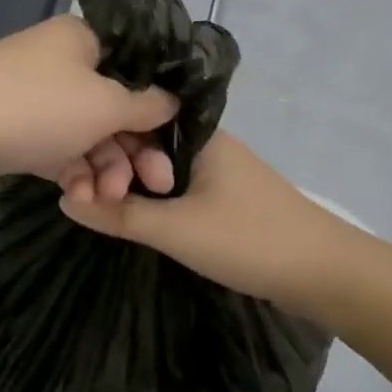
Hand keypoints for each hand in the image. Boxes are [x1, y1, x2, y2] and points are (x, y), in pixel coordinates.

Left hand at [0, 15, 178, 199]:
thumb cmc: (36, 106)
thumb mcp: (105, 104)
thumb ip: (146, 104)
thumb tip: (172, 100)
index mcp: (84, 40)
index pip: (136, 70)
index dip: (159, 108)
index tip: (174, 144)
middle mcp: (61, 63)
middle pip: (114, 107)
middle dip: (134, 150)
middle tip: (155, 185)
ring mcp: (35, 98)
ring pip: (87, 134)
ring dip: (105, 169)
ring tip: (108, 198)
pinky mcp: (15, 131)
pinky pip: (58, 151)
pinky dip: (74, 173)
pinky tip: (82, 199)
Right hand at [58, 131, 358, 315]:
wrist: (324, 273)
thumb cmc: (249, 239)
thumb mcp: (176, 229)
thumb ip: (120, 214)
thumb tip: (66, 199)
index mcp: (199, 134)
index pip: (136, 118)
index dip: (102, 139)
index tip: (71, 167)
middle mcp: (208, 144)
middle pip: (147, 144)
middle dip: (114, 166)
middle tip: (79, 193)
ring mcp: (219, 172)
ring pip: (161, 170)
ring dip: (133, 187)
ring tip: (96, 204)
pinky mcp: (226, 199)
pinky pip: (178, 190)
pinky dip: (154, 200)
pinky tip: (131, 215)